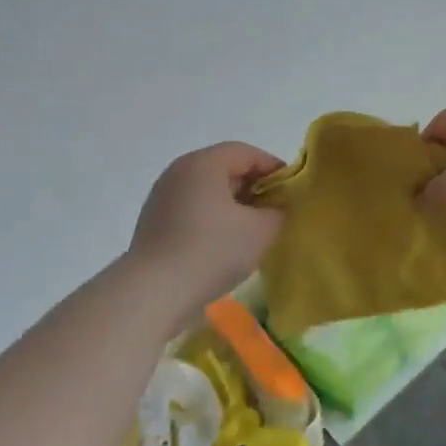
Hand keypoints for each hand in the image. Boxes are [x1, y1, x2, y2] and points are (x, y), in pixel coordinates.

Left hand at [130, 143, 285, 302]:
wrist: (153, 292)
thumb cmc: (212, 251)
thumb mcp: (260, 230)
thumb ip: (278, 211)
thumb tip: (275, 208)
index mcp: (204, 163)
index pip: (246, 153)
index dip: (273, 168)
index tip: (292, 191)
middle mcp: (179, 171)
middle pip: (225, 168)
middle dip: (254, 187)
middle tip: (275, 211)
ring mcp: (162, 196)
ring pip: (208, 190)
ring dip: (233, 205)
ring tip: (252, 230)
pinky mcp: (153, 221)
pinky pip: (192, 209)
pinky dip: (212, 218)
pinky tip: (224, 244)